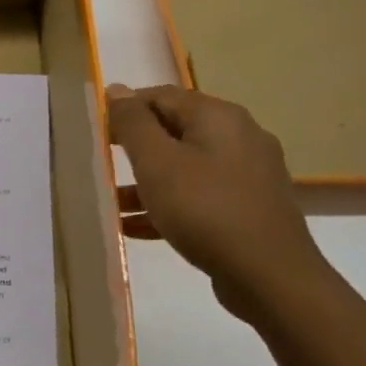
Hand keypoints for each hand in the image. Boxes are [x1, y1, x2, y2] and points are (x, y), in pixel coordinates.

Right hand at [108, 84, 334, 321]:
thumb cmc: (205, 210)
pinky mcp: (248, 208)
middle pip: (175, 131)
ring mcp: (248, 175)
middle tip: (101, 164)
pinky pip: (199, 196)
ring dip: (147, 182)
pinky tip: (136, 227)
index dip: (125, 109)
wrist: (270, 277)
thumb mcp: (157, 163)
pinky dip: (168, 205)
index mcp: (218, 117)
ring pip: (185, 167)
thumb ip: (133, 123)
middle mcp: (239, 137)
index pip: (161, 96)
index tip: (95, 132)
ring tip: (111, 203)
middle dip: (135, 148)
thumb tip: (117, 89)